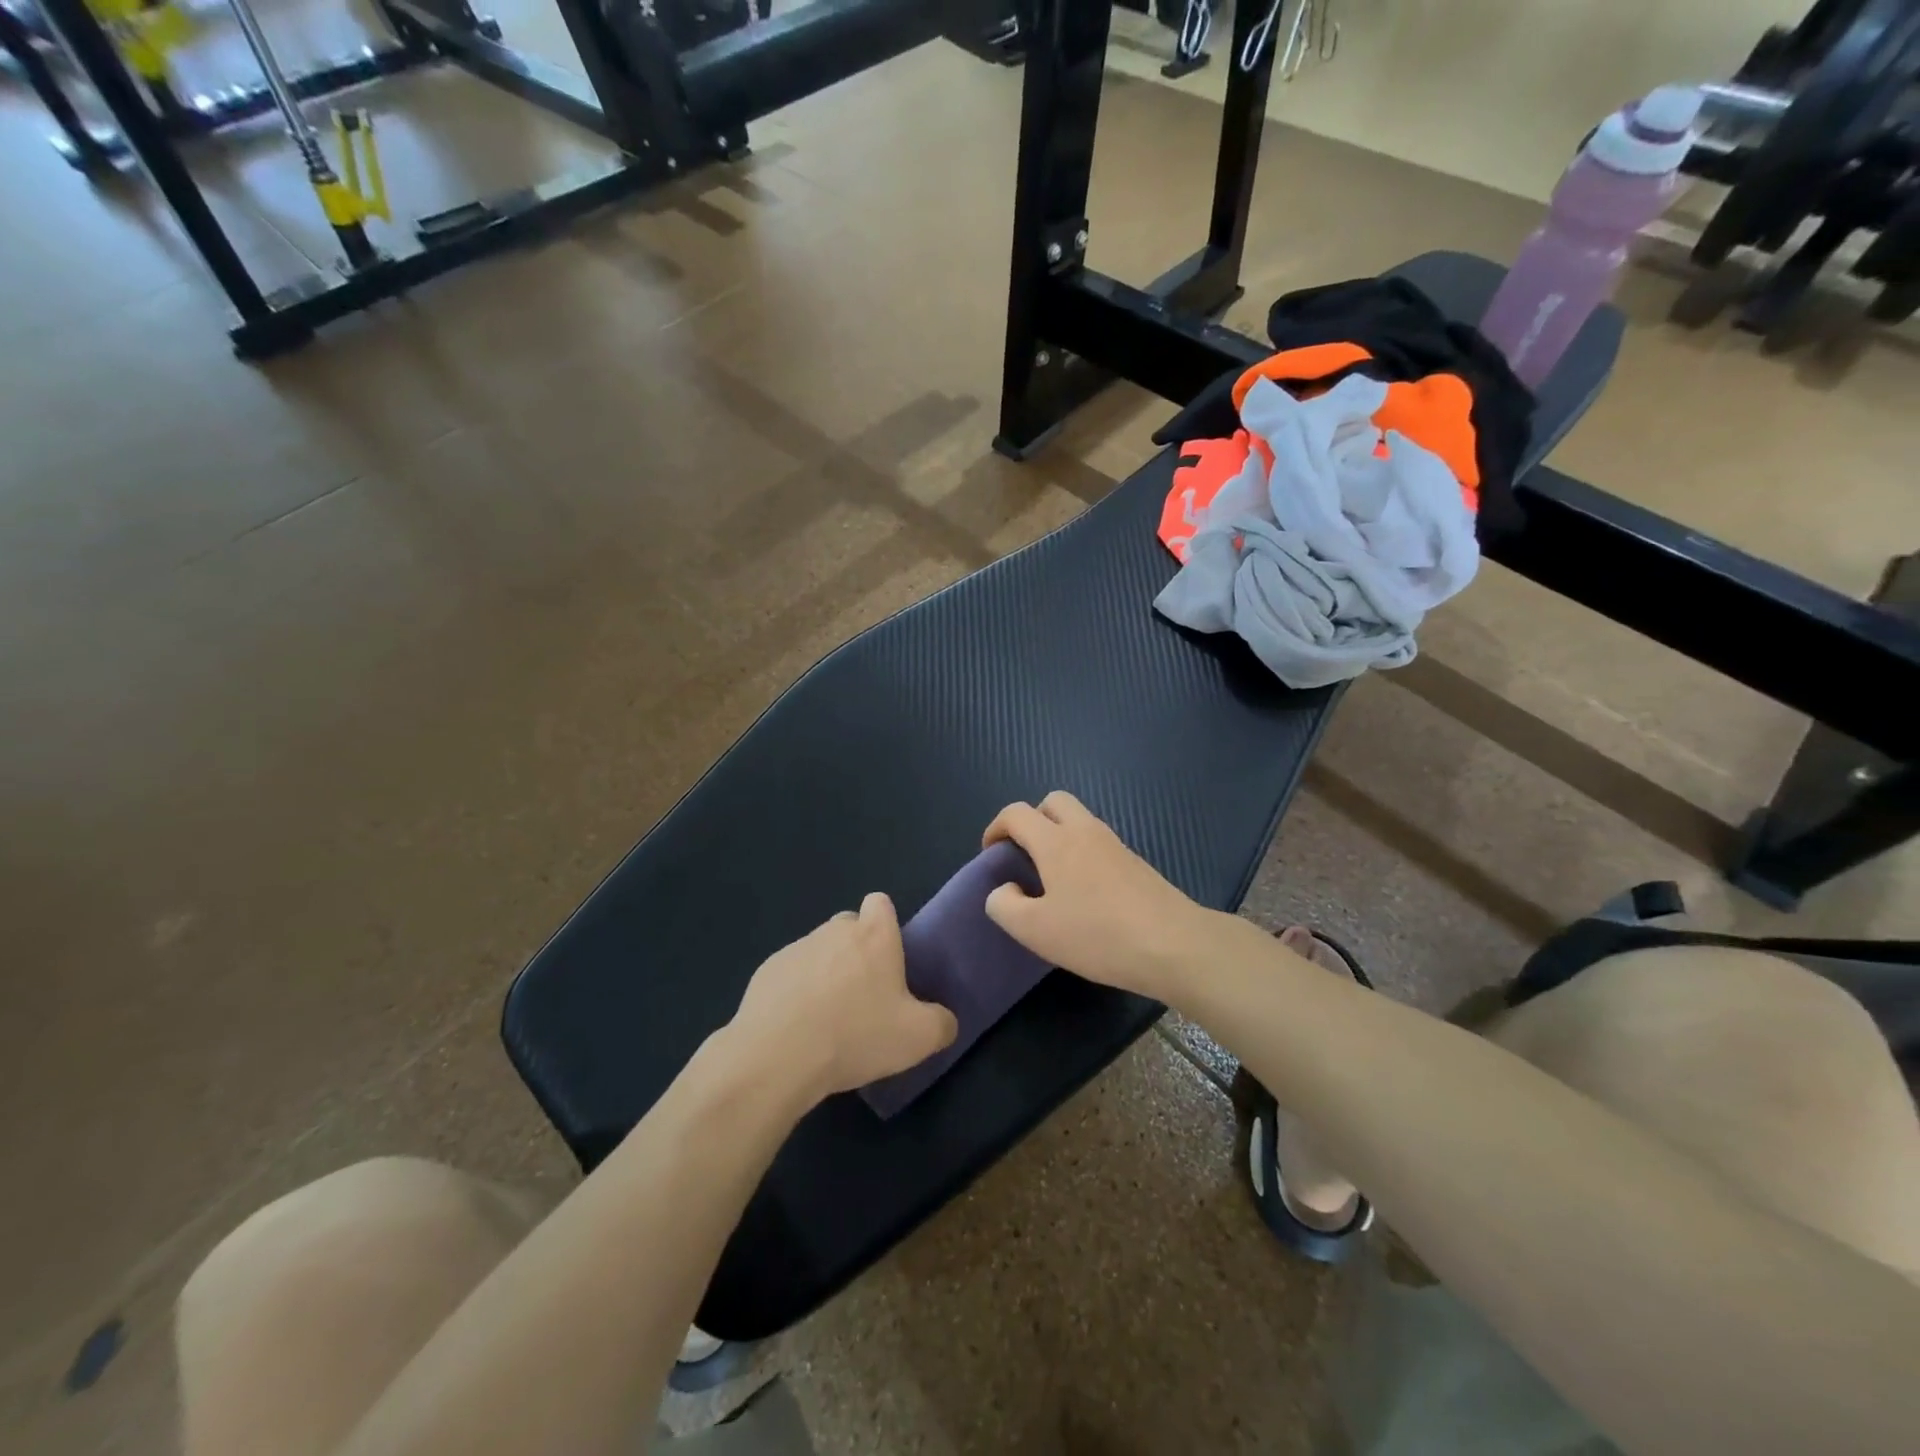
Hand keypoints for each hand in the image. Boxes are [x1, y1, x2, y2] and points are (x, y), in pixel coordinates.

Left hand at [729, 893, 957, 1103]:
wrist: (777, 1056)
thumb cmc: (856, 1035)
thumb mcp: (918, 1038)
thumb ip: (941, 1024)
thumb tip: (944, 1020)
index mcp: (874, 936)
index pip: (880, 903)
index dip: (885, 924)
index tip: (888, 958)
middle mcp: (835, 931)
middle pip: (849, 926)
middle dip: (856, 950)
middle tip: (863, 995)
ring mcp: (797, 948)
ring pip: (819, 950)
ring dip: (826, 973)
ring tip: (827, 1019)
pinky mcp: (766, 970)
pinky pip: (789, 973)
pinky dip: (795, 992)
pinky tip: (796, 1028)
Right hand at [982, 791, 1213, 1001]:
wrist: (1173, 945)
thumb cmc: (1097, 935)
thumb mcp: (1035, 931)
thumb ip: (1004, 906)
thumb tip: (1003, 890)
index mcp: (1056, 841)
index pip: (1016, 813)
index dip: (995, 828)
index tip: (991, 855)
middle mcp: (1085, 831)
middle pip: (1053, 802)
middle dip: (1032, 820)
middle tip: (1024, 855)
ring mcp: (1115, 845)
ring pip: (1080, 821)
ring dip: (1059, 836)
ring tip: (1052, 879)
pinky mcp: (1136, 863)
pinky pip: (1099, 843)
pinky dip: (1083, 853)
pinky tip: (1085, 894)